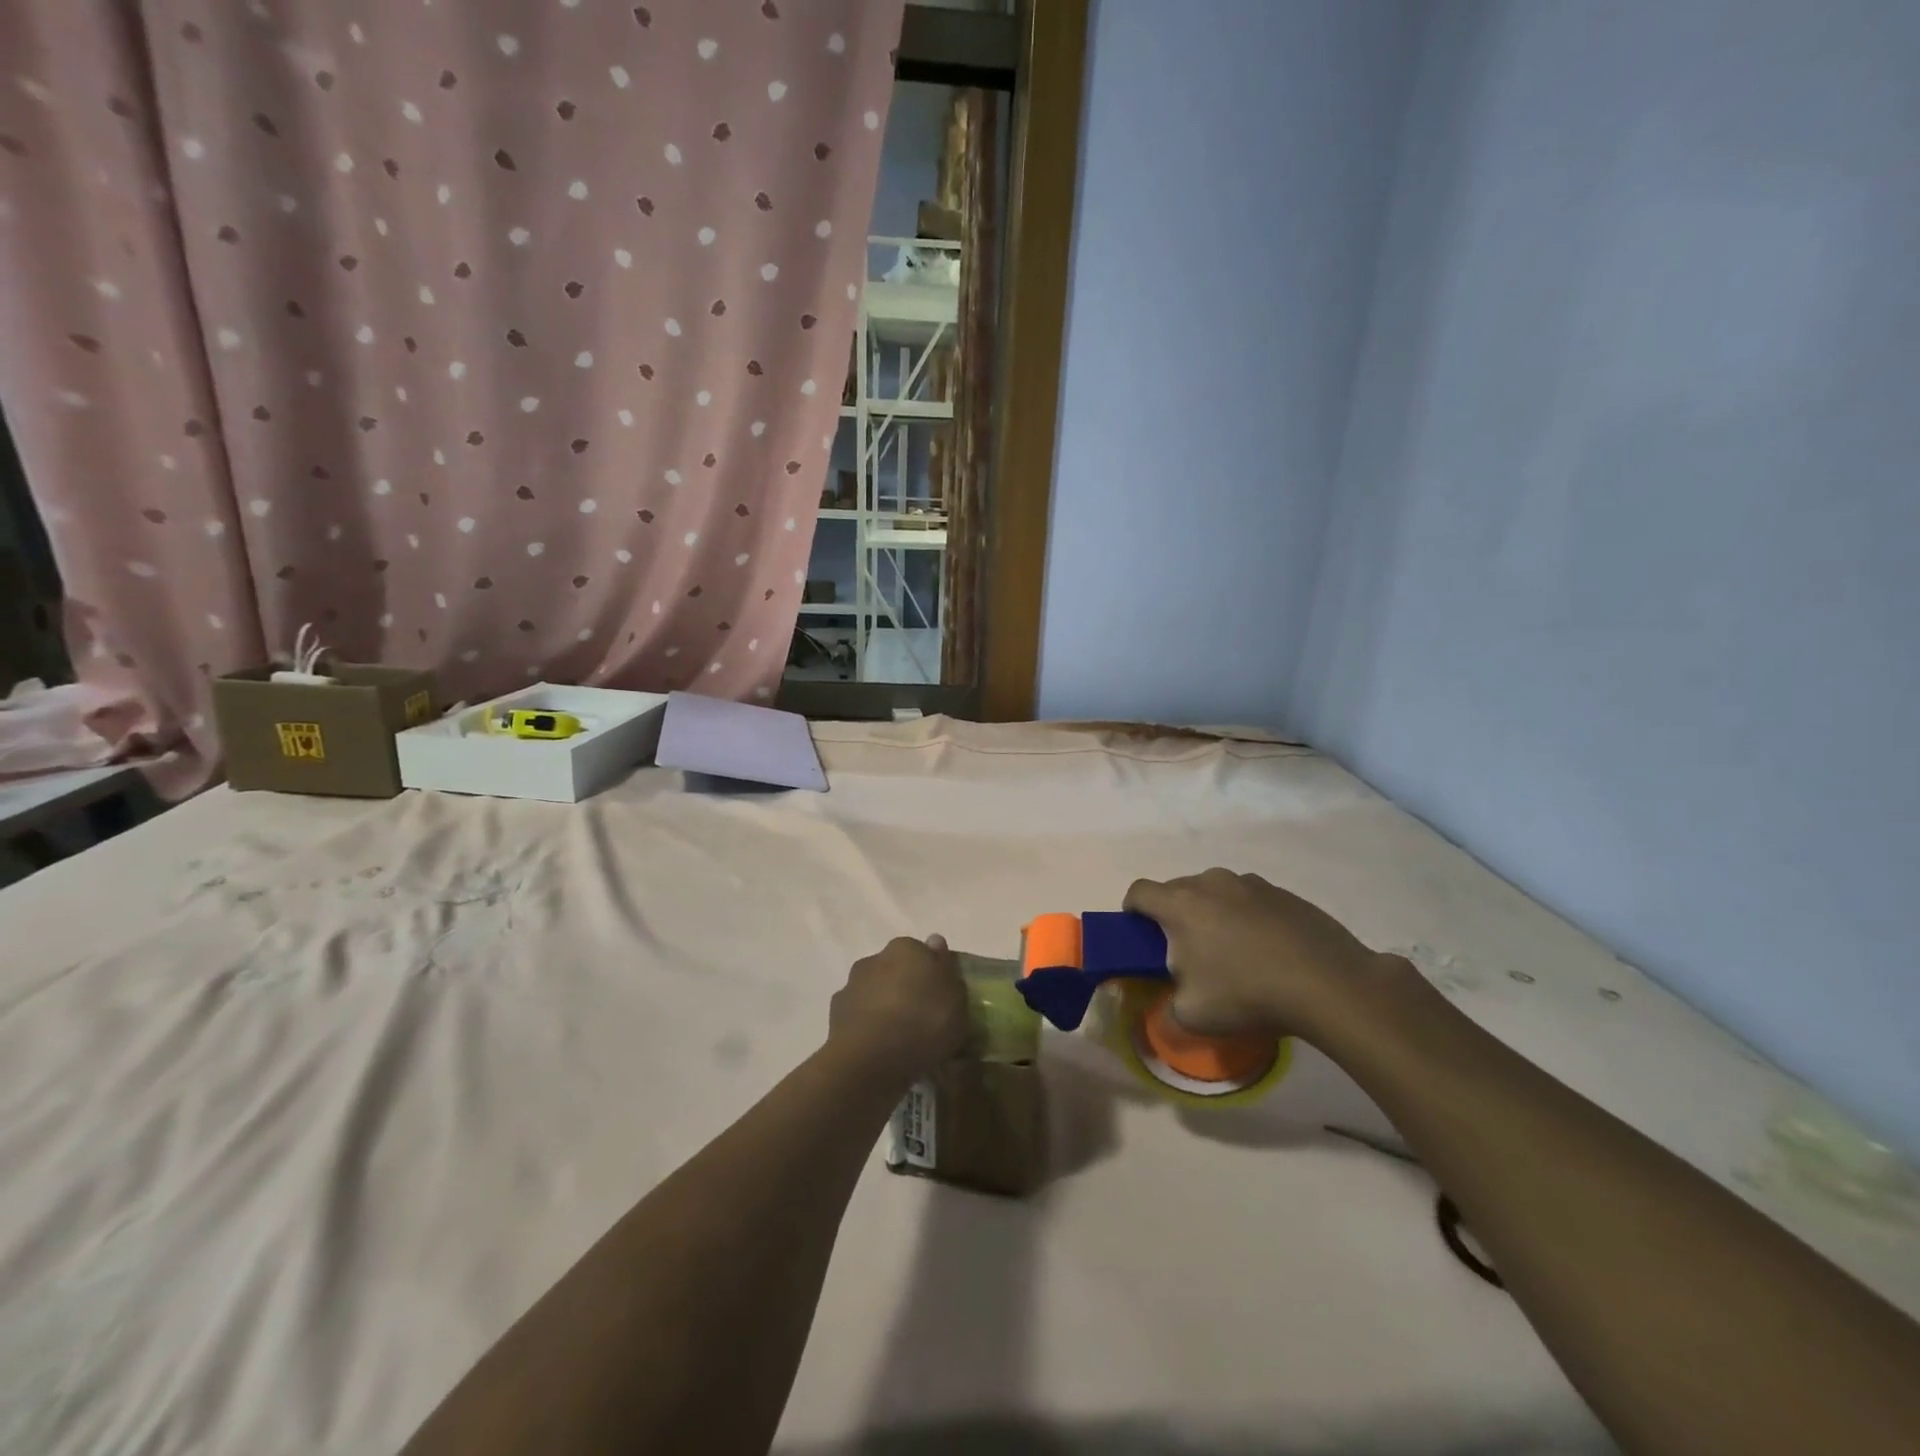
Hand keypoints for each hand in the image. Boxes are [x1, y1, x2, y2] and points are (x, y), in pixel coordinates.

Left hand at [828, 935, 969, 1086]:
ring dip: (885, 1009)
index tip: (941, 999)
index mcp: (906, 948)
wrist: (871, 1060)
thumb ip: (948, 971)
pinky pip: (860, 1020)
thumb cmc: (924, 1022)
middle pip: (896, 972)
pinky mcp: (835, 1016)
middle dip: (906, 989)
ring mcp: (851, 987)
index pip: (922, 954)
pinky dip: (869, 1030)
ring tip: (901, 1041)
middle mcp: (875, 959)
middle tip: (923, 1019)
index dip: (932, 976)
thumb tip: (934, 943)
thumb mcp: (957, 1000)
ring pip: (875, 994)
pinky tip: (880, 1052)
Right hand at [1123, 869, 1390, 1039]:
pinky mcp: (1284, 893)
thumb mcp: (1192, 1016)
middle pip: (1177, 890)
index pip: (1138, 891)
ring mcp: (1250, 883)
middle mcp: (1211, 882)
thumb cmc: (1247, 994)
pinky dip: (1248, 918)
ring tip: (1232, 953)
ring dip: (1213, 914)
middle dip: (1175, 916)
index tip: (1141, 936)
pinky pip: (1250, 900)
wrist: (1329, 984)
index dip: (1132, 911)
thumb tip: (1166, 1007)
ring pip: (1216, 893)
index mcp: (1180, 904)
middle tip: (1187, 954)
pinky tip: (1268, 952)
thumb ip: (1166, 1009)